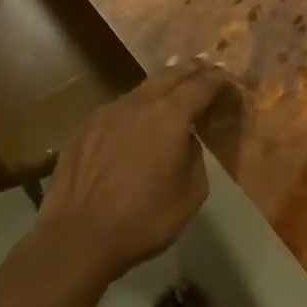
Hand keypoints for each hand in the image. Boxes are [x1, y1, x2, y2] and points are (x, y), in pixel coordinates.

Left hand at [37, 58, 232, 281]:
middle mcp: (139, 103)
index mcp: (170, 116)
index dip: (217, 80)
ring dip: (161, 88)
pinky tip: (134, 124)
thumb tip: (185, 139)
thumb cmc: (144, 219)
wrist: (79, 236)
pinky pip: (118, 109)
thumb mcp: (191, 193)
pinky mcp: (85, 126)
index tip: (227, 80)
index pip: (201, 85)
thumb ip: (195, 156)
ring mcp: (107, 112)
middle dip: (191, 71)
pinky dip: (135, 109)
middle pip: (170, 74)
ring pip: (142, 89)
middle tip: (205, 72)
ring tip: (172, 95)